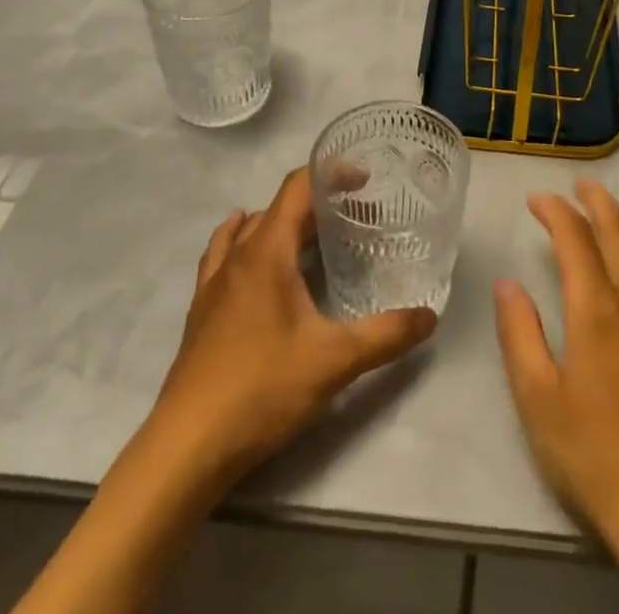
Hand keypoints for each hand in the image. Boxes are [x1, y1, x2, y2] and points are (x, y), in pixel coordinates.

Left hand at [148, 166, 438, 486]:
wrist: (187, 446)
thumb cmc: (262, 388)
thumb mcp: (335, 360)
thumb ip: (386, 334)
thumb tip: (430, 316)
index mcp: (268, 251)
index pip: (298, 187)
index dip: (331, 173)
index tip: (365, 180)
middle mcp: (238, 255)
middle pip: (278, 207)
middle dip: (317, 203)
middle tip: (355, 215)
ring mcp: (214, 282)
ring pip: (248, 229)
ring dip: (281, 221)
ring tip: (312, 233)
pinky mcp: (202, 310)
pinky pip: (224, 255)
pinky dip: (243, 243)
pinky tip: (253, 259)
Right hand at [494, 180, 618, 537]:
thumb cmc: (595, 454)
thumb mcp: (537, 398)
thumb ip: (519, 333)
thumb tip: (508, 283)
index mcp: (596, 307)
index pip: (575, 236)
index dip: (554, 210)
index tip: (536, 200)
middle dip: (595, 199)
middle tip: (577, 186)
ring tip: (610, 214)